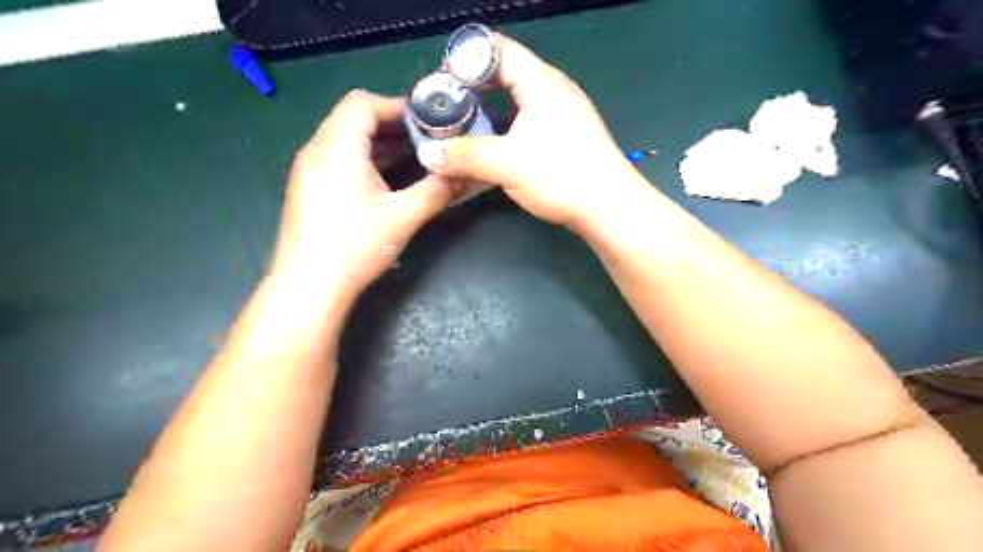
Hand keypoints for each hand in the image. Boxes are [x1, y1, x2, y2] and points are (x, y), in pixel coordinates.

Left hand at [268, 93, 451, 303]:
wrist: (308, 287)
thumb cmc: (355, 246)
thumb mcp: (403, 217)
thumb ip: (437, 191)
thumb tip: (465, 177)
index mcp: (337, 147)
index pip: (364, 103)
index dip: (397, 106)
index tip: (428, 121)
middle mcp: (316, 150)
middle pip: (353, 117)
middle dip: (392, 125)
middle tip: (426, 140)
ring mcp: (308, 170)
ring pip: (344, 139)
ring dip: (379, 143)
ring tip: (412, 158)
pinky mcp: (308, 189)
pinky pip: (337, 159)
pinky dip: (364, 159)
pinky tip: (386, 181)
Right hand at [418, 34, 641, 227]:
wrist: (609, 208)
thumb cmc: (560, 176)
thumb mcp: (506, 164)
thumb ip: (464, 156)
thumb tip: (427, 154)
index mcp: (541, 82)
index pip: (497, 50)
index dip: (465, 59)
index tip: (442, 82)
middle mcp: (555, 89)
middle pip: (508, 71)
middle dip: (475, 85)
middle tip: (450, 104)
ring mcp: (566, 112)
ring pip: (520, 98)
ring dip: (492, 107)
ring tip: (468, 124)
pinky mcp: (569, 135)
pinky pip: (532, 118)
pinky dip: (509, 124)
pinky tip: (498, 145)